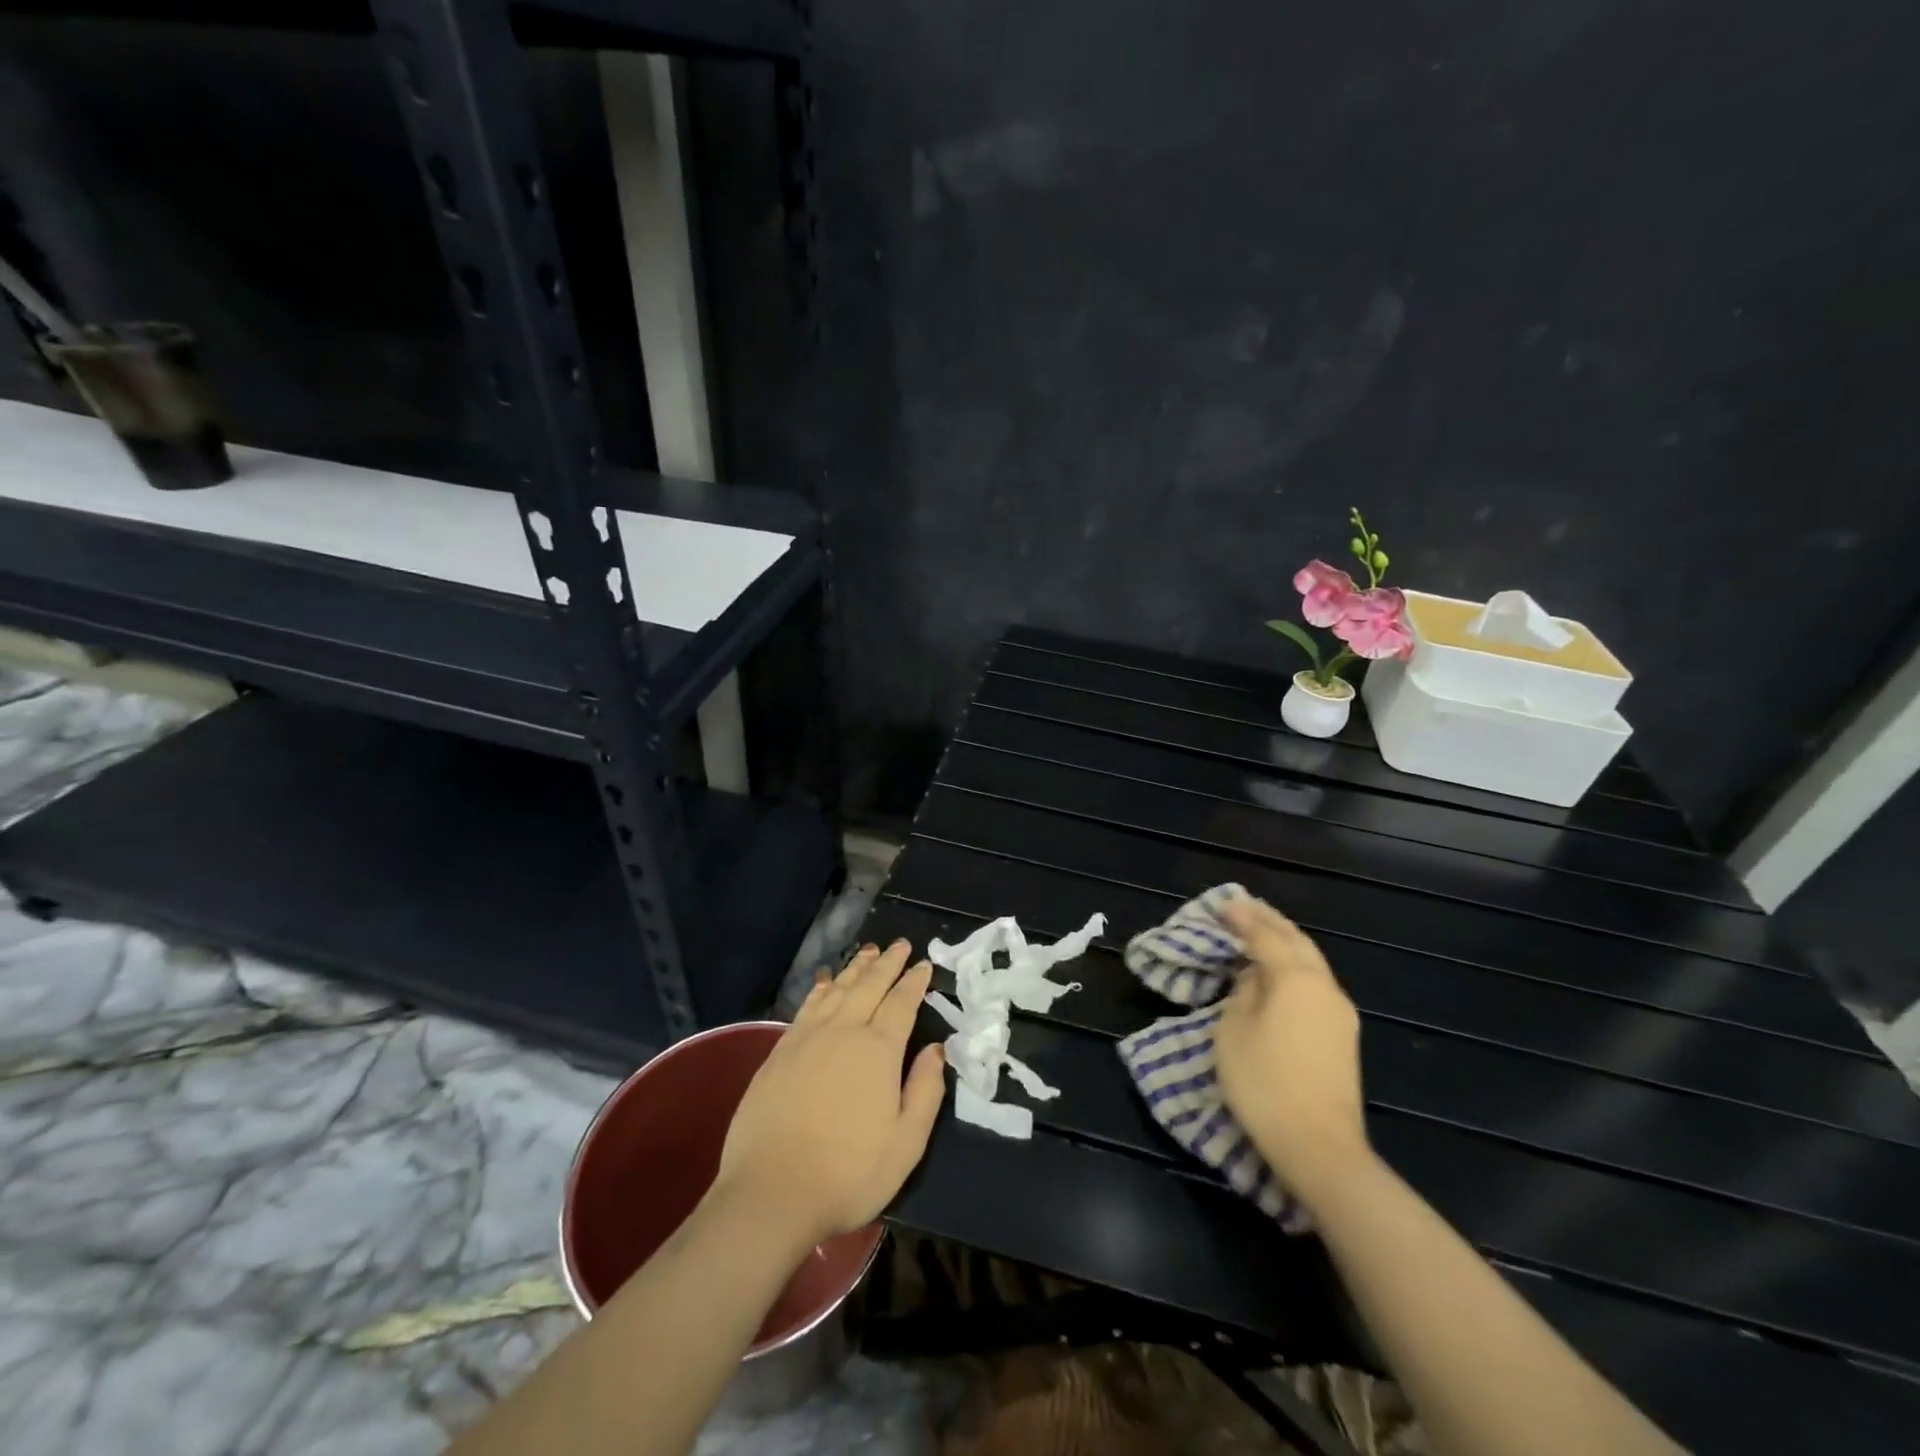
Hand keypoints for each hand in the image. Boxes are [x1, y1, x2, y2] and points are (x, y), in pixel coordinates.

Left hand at [713, 940, 945, 1247]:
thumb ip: (925, 1090)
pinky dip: (821, 989)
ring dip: (855, 968)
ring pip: (837, 990)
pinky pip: (807, 1007)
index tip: (924, 964)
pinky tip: (825, 982)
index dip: (914, 982)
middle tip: (900, 945)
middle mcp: (843, 1032)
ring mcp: (807, 1039)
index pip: (901, 1003)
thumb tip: (936, 1049)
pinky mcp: (779, 1052)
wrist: (770, 1193)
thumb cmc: (848, 1173)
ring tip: (868, 952)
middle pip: (869, 986)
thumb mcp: (906, 1144)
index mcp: (878, 1050)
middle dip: (887, 963)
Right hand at [1214, 894, 1370, 1205]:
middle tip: (1245, 907)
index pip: (1265, 936)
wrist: (1319, 1147)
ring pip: (1311, 962)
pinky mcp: (1343, 1037)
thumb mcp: (1233, 1031)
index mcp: (1296, 978)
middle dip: (1270, 921)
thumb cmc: (1264, 1083)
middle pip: (1297, 942)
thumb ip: (1242, 994)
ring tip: (1262, 931)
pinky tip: (1279, 970)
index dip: (1242, 919)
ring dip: (1285, 943)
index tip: (1223, 904)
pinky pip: (1315, 984)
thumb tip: (1254, 978)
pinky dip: (1295, 966)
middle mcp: (1325, 987)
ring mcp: (1339, 1013)